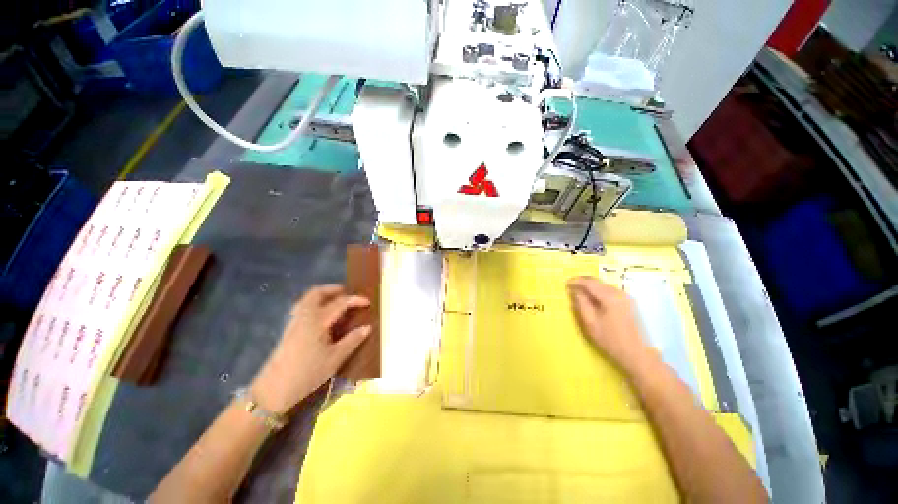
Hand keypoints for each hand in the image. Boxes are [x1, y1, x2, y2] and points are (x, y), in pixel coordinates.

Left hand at [250, 284, 370, 414]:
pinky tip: (321, 317)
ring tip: (335, 301)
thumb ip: (352, 340)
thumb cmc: (307, 374)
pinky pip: (302, 308)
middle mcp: (304, 316)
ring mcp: (293, 323)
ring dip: (322, 296)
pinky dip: (314, 304)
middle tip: (346, 292)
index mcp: (317, 321)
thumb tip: (367, 327)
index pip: (340, 303)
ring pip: (306, 299)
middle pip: (316, 293)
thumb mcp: (335, 359)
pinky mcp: (288, 331)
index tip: (368, 303)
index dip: (355, 300)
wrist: (272, 392)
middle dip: (332, 289)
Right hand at [568, 276, 651, 372]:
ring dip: (592, 287)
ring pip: (605, 286)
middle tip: (571, 286)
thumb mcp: (591, 323)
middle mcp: (620, 293)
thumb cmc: (611, 340)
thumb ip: (581, 304)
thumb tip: (575, 291)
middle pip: (598, 282)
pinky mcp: (631, 304)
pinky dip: (600, 292)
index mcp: (610, 297)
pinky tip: (594, 299)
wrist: (639, 356)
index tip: (566, 283)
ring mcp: (627, 298)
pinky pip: (611, 292)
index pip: (589, 282)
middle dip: (584, 282)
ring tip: (580, 293)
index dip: (576, 281)